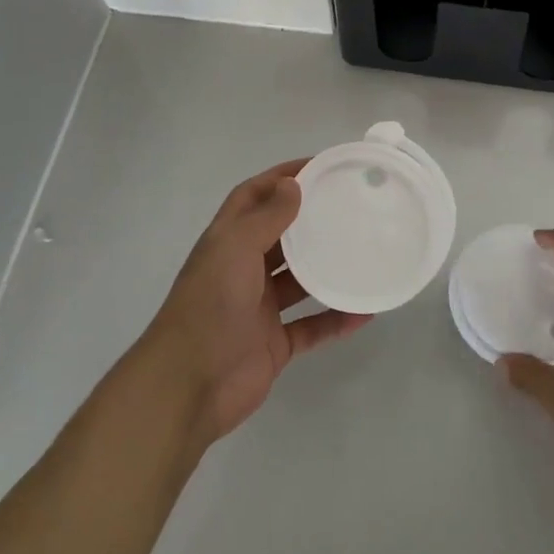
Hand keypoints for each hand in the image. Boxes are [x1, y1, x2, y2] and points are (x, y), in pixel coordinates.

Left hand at [138, 160, 370, 443]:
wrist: (188, 386)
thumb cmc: (210, 306)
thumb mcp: (236, 249)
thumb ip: (266, 217)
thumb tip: (293, 184)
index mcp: (227, 242)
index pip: (253, 197)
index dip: (282, 178)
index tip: (321, 167)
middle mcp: (242, 270)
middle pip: (280, 236)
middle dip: (310, 220)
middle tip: (352, 206)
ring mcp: (258, 309)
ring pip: (299, 281)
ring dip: (327, 268)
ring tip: (364, 252)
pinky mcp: (274, 344)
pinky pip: (312, 327)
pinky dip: (336, 319)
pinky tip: (365, 311)